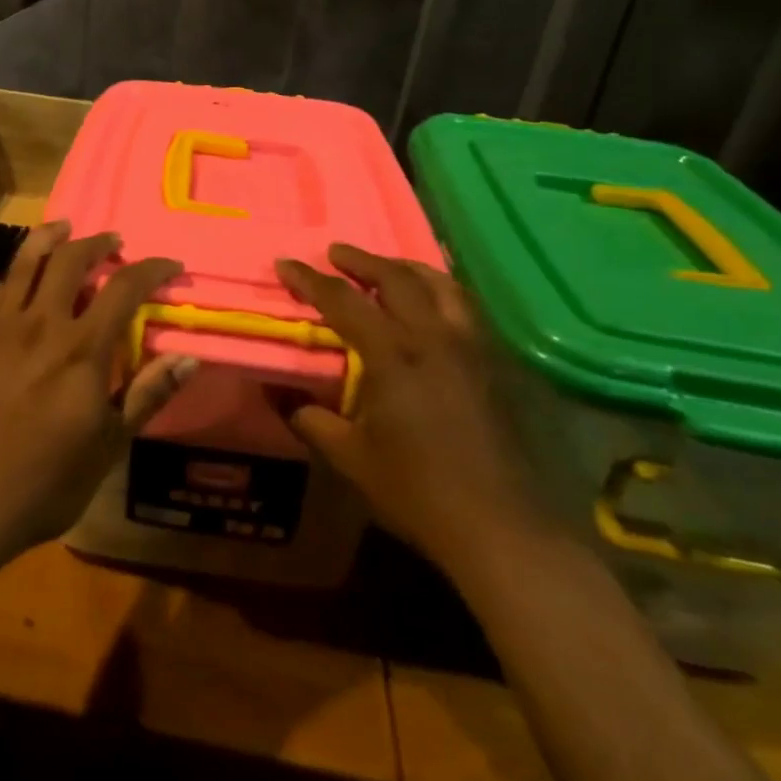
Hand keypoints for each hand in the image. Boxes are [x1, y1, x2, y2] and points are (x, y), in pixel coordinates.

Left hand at [0, 221, 197, 571]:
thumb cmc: (44, 483)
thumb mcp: (108, 446)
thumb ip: (147, 395)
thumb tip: (188, 357)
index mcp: (82, 350)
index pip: (124, 288)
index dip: (151, 269)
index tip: (169, 266)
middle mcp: (42, 324)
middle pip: (71, 259)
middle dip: (99, 243)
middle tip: (115, 244)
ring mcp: (0, 326)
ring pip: (27, 260)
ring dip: (53, 237)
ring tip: (66, 228)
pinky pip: (2, 286)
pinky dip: (21, 268)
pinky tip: (27, 276)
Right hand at [275, 245, 550, 574]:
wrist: (502, 526)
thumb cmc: (418, 491)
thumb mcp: (351, 457)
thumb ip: (311, 419)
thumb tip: (278, 394)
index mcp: (393, 355)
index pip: (343, 301)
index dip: (310, 279)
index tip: (286, 263)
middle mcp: (434, 338)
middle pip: (397, 277)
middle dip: (361, 260)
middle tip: (336, 253)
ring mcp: (473, 348)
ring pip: (442, 285)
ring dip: (407, 268)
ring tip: (388, 267)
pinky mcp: (497, 365)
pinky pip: (467, 308)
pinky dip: (442, 292)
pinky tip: (435, 305)